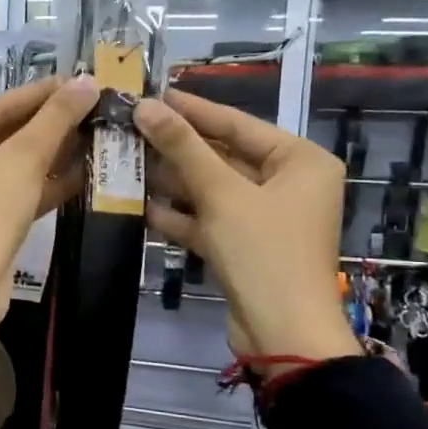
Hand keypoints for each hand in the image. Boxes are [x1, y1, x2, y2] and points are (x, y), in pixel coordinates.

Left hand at [0, 75, 100, 325]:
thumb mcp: (22, 161)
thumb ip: (54, 120)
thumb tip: (87, 82)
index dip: (41, 93)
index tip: (79, 81)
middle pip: (6, 135)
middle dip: (50, 125)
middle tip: (93, 108)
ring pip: (15, 166)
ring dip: (53, 154)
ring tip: (96, 136)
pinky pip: (18, 193)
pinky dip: (46, 184)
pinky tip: (84, 173)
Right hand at [135, 90, 361, 374]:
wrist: (282, 334)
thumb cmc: (263, 252)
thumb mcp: (222, 194)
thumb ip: (183, 148)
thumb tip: (145, 106)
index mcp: (300, 161)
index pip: (238, 124)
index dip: (192, 110)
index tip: (152, 94)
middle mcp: (288, 184)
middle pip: (223, 156)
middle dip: (177, 148)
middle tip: (130, 129)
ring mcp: (266, 218)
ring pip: (212, 190)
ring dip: (172, 181)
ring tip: (127, 162)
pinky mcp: (245, 246)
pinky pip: (209, 220)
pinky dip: (180, 215)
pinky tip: (141, 205)